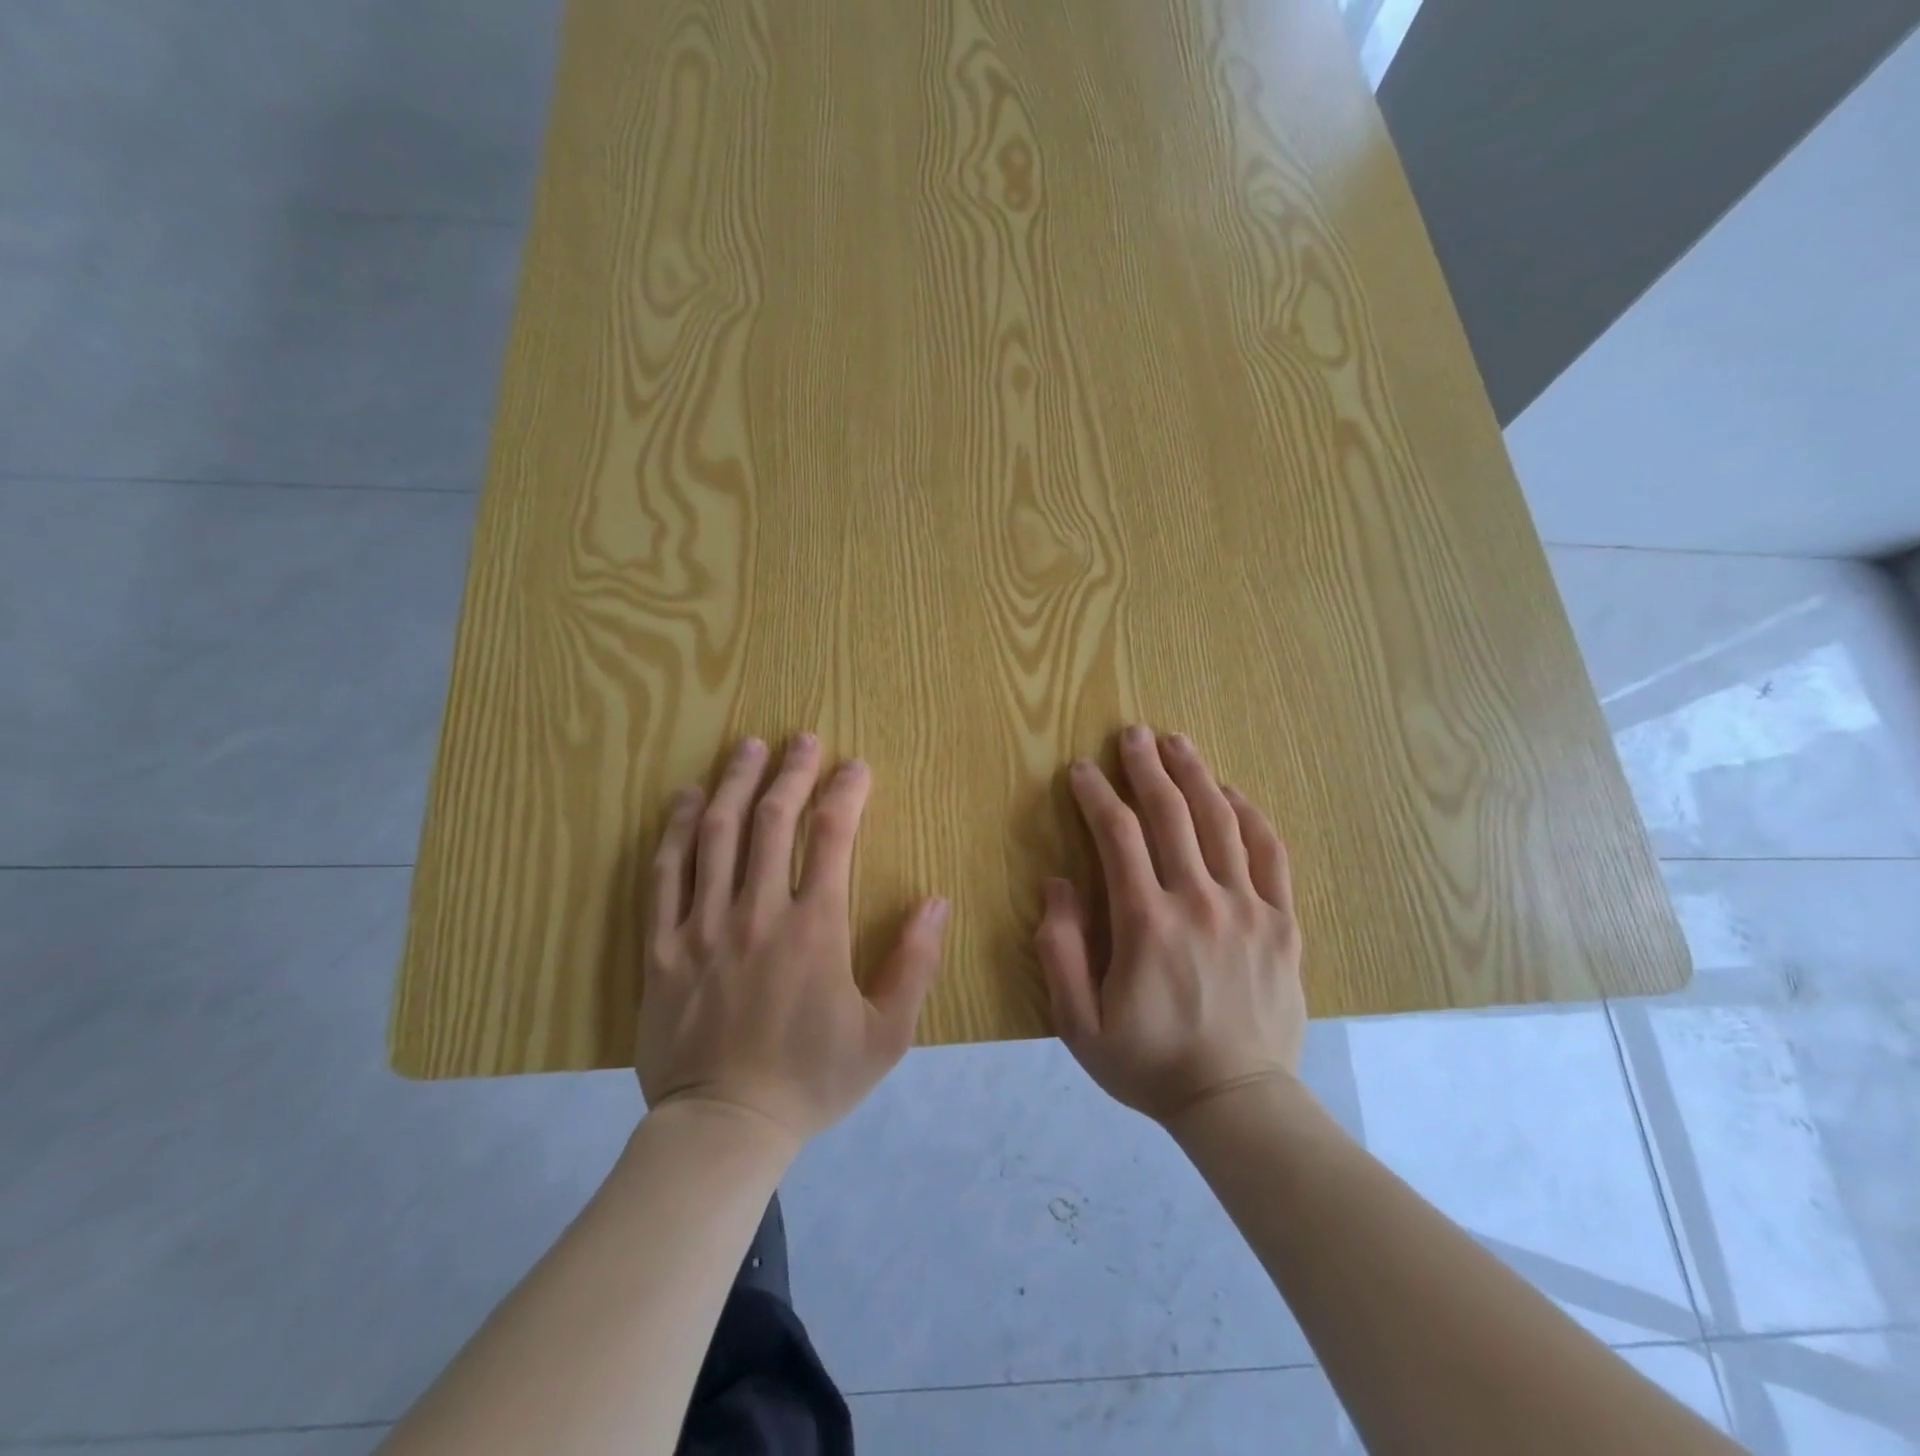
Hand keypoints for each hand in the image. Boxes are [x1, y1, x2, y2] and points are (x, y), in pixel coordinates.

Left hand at [637, 733, 949, 1145]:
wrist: (724, 1129)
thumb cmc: (812, 1080)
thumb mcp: (886, 1035)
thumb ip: (915, 964)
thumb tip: (936, 900)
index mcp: (815, 928)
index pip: (831, 837)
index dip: (845, 792)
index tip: (854, 766)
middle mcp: (758, 912)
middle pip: (772, 820)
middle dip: (791, 772)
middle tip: (802, 738)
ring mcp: (704, 925)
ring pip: (716, 835)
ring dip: (734, 784)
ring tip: (747, 747)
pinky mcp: (663, 946)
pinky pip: (665, 875)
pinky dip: (674, 830)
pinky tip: (684, 799)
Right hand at [1037, 725, 1305, 1123]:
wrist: (1237, 1102)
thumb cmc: (1149, 1063)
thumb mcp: (1079, 1023)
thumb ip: (1061, 950)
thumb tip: (1056, 884)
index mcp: (1146, 922)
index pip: (1118, 836)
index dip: (1095, 795)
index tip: (1081, 769)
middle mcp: (1198, 901)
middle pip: (1171, 814)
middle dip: (1146, 767)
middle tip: (1132, 734)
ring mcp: (1248, 909)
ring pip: (1221, 823)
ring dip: (1196, 776)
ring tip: (1177, 742)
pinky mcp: (1282, 923)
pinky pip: (1270, 855)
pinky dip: (1251, 816)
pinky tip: (1233, 793)